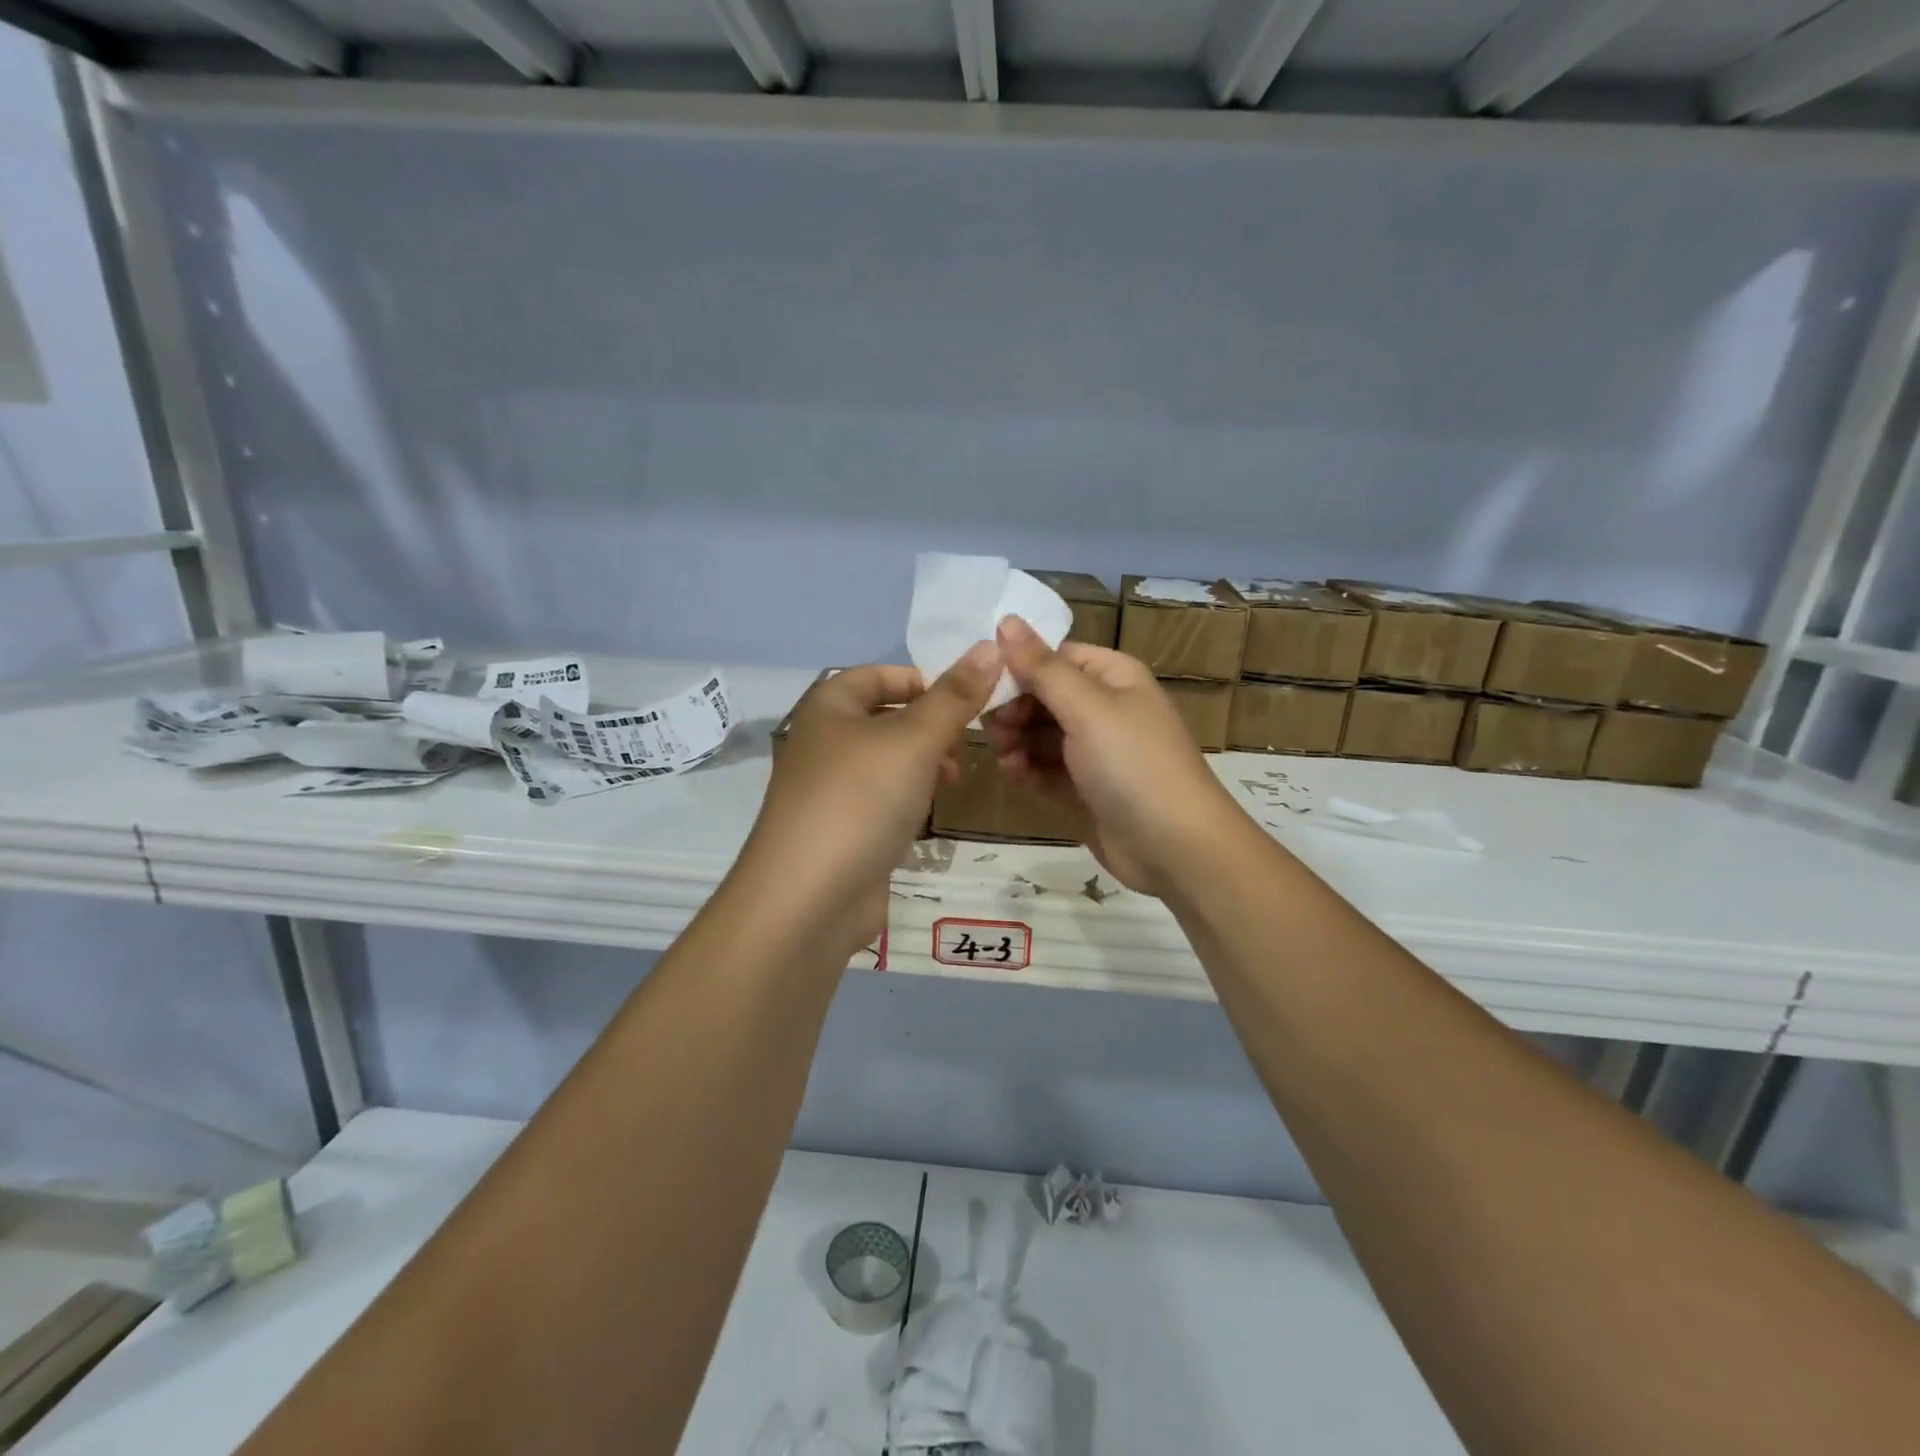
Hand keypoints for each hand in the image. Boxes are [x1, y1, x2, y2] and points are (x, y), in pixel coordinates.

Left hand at [737, 646, 999, 954]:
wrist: (808, 898)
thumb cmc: (860, 800)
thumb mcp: (914, 739)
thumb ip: (954, 697)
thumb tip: (989, 646)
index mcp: (829, 705)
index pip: (881, 673)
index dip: (926, 681)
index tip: (967, 704)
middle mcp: (824, 741)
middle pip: (888, 716)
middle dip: (932, 727)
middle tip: (963, 749)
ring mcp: (830, 789)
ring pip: (889, 761)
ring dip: (924, 765)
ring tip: (953, 783)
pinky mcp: (841, 829)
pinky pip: (882, 799)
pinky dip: (908, 799)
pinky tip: (927, 815)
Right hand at [986, 617, 1243, 896]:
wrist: (1175, 847)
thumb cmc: (1133, 764)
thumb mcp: (1087, 708)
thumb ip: (1042, 666)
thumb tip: (1007, 618)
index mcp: (1113, 676)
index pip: (1055, 657)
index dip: (1019, 667)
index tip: (983, 686)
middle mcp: (1105, 708)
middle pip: (1044, 696)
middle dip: (1014, 709)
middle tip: (993, 729)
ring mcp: (1096, 751)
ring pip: (1041, 734)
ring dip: (1017, 742)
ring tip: (1005, 757)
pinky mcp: (1087, 788)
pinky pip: (1047, 769)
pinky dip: (1028, 770)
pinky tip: (1014, 776)